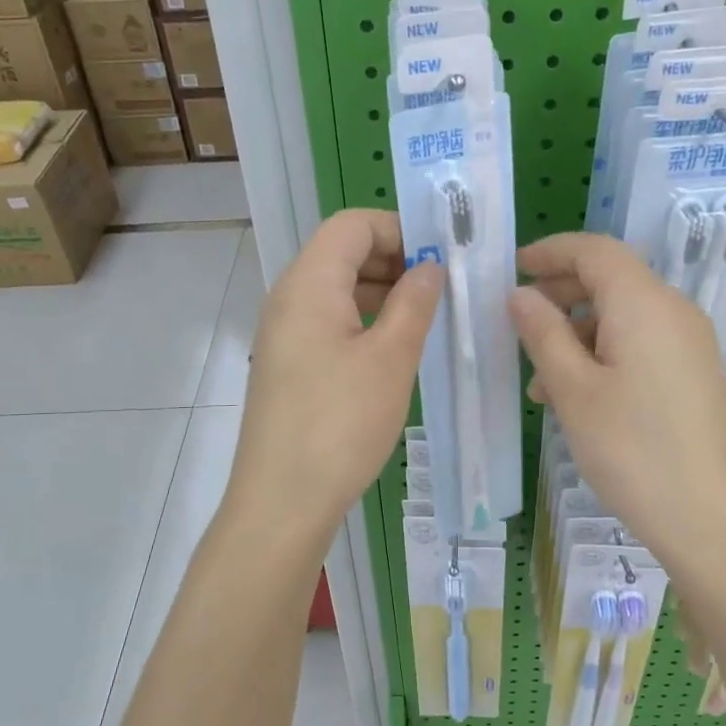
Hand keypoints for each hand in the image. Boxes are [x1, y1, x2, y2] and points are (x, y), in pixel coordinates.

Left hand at [230, 210, 443, 536]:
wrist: (282, 501)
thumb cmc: (341, 423)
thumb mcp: (391, 358)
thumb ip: (414, 302)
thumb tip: (430, 266)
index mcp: (309, 283)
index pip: (352, 224)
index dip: (399, 229)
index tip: (441, 257)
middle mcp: (288, 298)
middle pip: (342, 253)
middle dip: (394, 259)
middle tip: (443, 288)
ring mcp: (284, 333)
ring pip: (337, 290)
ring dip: (381, 292)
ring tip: (426, 318)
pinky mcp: (287, 364)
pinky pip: (328, 322)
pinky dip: (363, 321)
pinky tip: (394, 349)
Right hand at [511, 233, 725, 568]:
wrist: (710, 519)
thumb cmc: (632, 450)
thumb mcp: (573, 390)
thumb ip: (543, 333)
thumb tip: (520, 295)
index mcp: (644, 304)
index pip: (594, 250)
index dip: (551, 251)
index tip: (513, 267)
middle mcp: (673, 311)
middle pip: (611, 278)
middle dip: (561, 291)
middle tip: (518, 319)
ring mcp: (688, 342)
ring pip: (623, 314)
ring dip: (577, 330)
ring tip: (539, 378)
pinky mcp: (692, 372)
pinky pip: (640, 342)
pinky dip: (603, 351)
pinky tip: (576, 395)